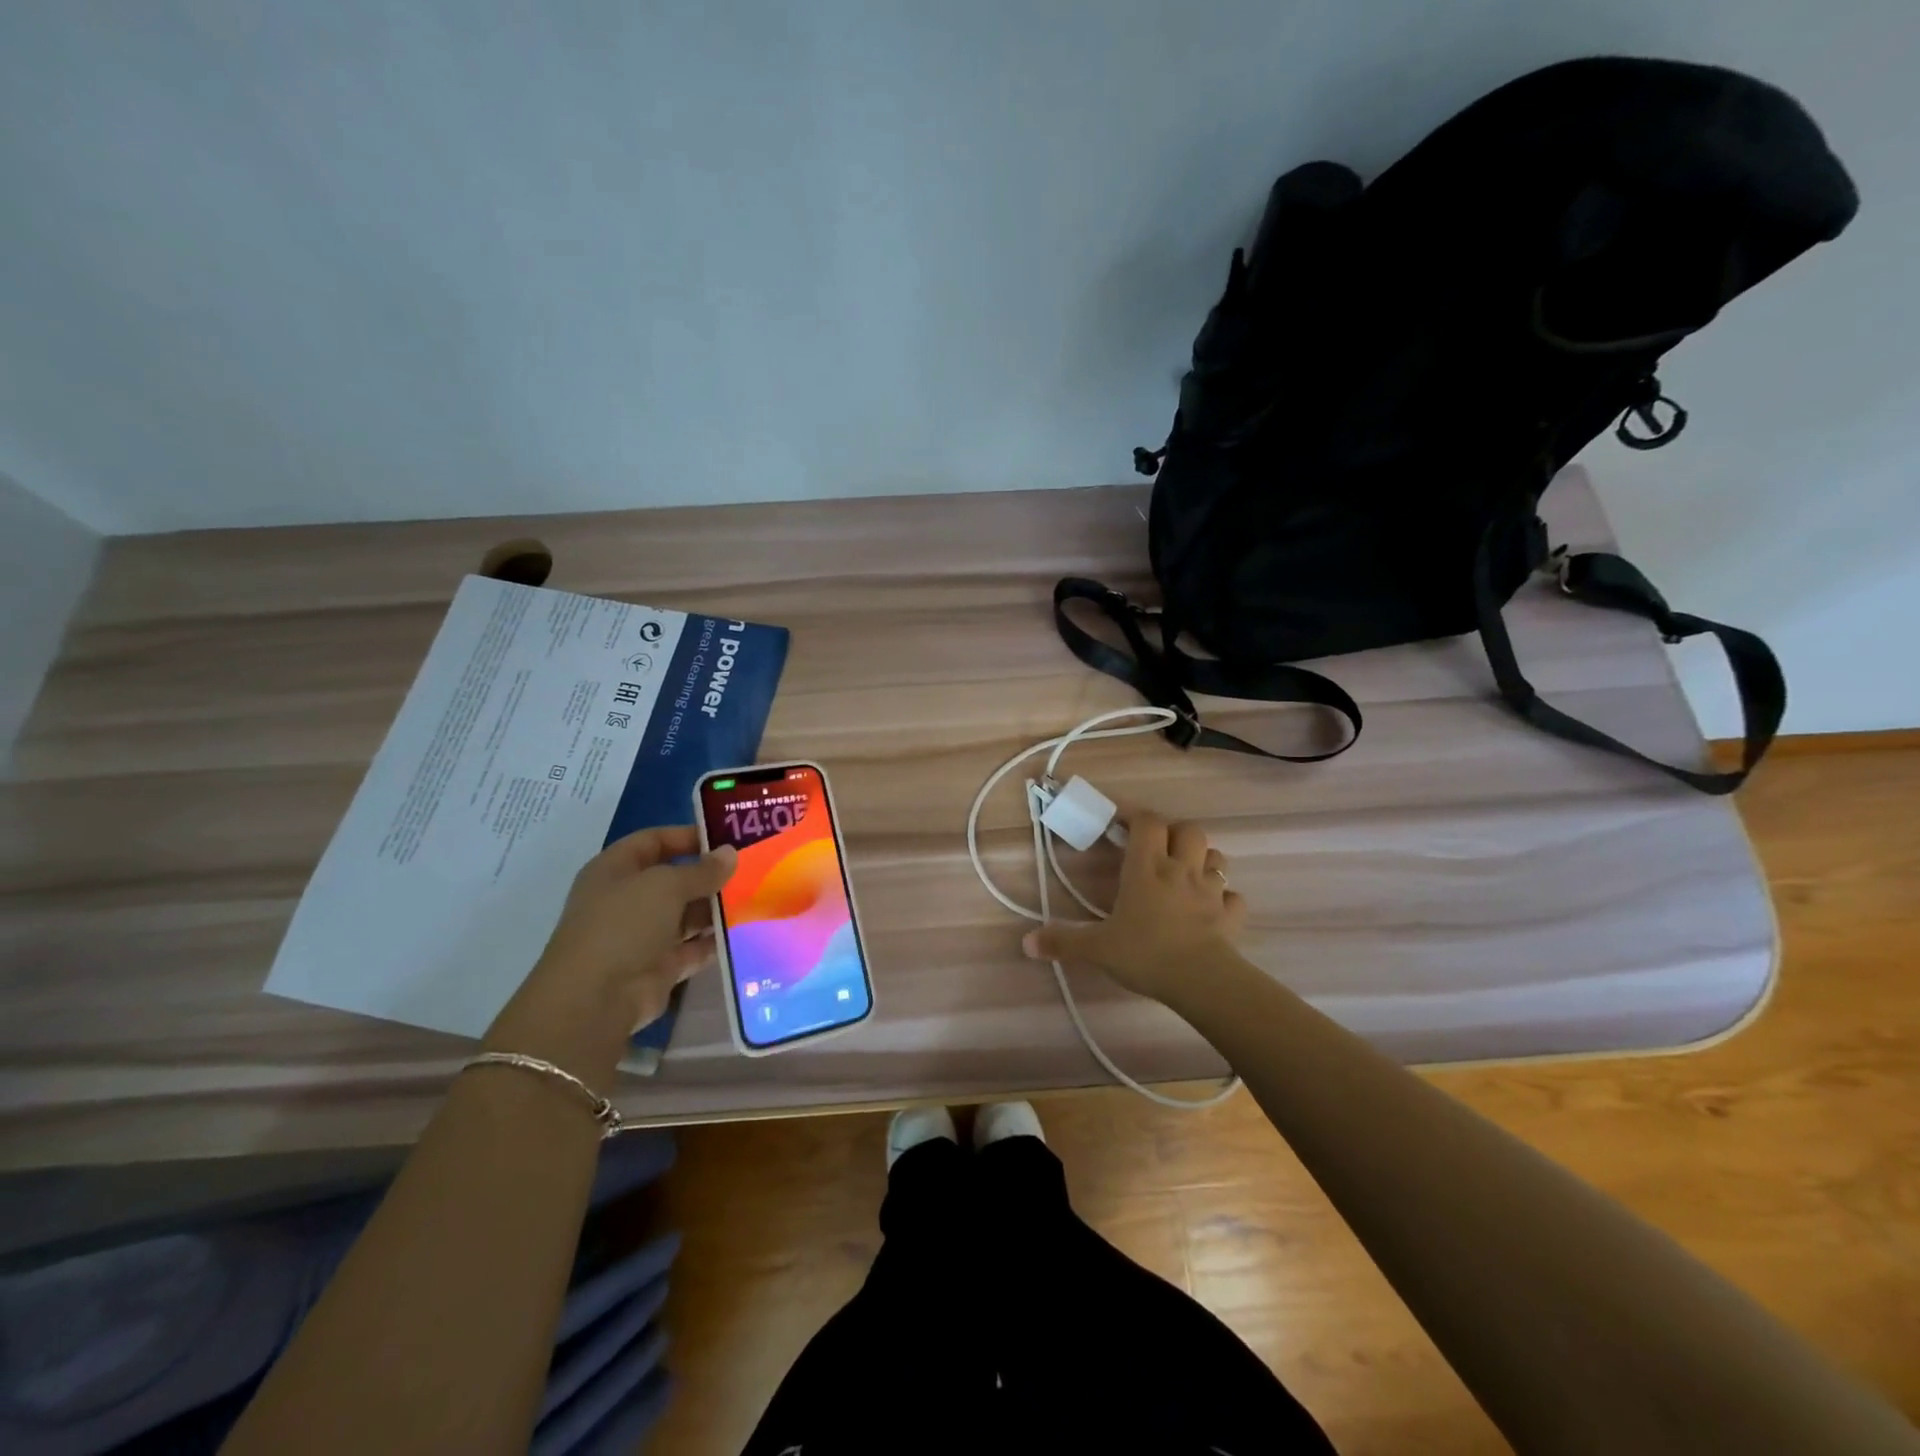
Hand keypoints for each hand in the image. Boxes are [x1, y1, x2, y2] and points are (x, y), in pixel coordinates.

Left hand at [484, 827, 735, 1078]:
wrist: (596, 999)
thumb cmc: (624, 925)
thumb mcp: (666, 885)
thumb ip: (702, 870)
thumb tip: (731, 854)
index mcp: (615, 870)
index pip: (654, 841)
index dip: (687, 836)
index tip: (727, 838)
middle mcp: (627, 900)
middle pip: (674, 879)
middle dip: (709, 875)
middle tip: (752, 869)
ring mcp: (642, 935)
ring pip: (686, 914)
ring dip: (716, 908)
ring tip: (756, 898)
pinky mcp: (659, 966)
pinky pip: (694, 948)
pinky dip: (715, 941)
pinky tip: (745, 931)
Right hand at [1021, 810, 1244, 1001]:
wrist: (1201, 981)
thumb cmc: (1145, 954)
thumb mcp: (1097, 948)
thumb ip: (1063, 941)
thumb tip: (1026, 942)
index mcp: (1146, 868)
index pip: (1147, 822)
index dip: (1135, 814)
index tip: (1120, 821)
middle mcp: (1181, 870)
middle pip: (1188, 829)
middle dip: (1174, 832)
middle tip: (1157, 848)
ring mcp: (1210, 892)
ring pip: (1216, 857)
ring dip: (1202, 858)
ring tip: (1186, 873)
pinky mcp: (1230, 915)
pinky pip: (1233, 898)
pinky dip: (1225, 898)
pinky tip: (1213, 908)